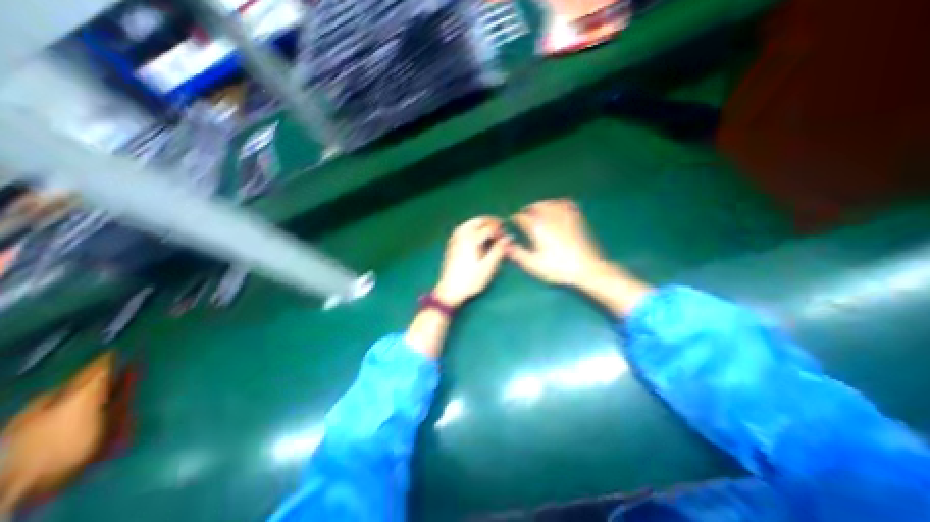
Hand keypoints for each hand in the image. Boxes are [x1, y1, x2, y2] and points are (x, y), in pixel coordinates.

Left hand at [434, 214, 507, 305]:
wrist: (449, 290)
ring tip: (489, 228)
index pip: (488, 228)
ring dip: (479, 222)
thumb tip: (508, 238)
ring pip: (468, 223)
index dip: (499, 230)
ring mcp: (455, 240)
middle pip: (477, 221)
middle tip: (499, 225)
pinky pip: (462, 229)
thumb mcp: (488, 267)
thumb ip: (498, 250)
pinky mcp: (451, 245)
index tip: (506, 236)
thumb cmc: (470, 280)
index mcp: (472, 240)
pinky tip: (475, 234)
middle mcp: (462, 236)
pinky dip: (471, 226)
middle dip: (489, 221)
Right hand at [505, 198, 648, 314]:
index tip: (512, 221)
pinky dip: (559, 203)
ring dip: (541, 204)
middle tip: (523, 214)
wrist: (586, 268)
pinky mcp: (577, 220)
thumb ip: (517, 253)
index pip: (522, 217)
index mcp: (538, 228)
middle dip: (528, 208)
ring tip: (537, 208)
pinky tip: (558, 206)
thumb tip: (505, 244)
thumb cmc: (557, 268)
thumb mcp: (533, 264)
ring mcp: (565, 217)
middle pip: (536, 206)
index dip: (515, 218)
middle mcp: (550, 218)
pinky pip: (567, 205)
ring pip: (550, 203)